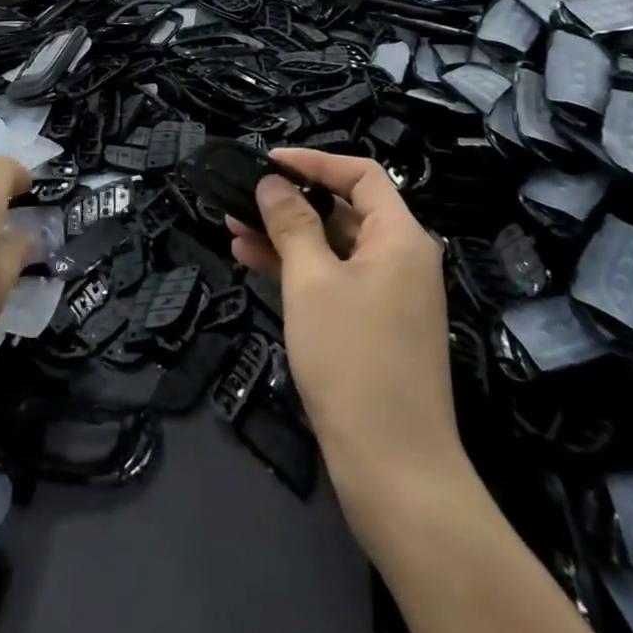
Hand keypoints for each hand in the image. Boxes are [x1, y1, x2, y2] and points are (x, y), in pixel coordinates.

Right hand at [228, 150, 462, 506]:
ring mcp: (387, 296)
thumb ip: (291, 223)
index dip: (313, 161)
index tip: (267, 162)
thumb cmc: (353, 360)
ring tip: (231, 226)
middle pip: (343, 209)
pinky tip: (251, 260)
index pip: (361, 174)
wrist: (395, 471)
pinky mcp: (372, 328)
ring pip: (331, 247)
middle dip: (289, 201)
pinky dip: (296, 269)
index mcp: (400, 237)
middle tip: (239, 198)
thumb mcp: (311, 281)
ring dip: (284, 235)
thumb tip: (272, 183)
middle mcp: (400, 259)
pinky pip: (332, 280)